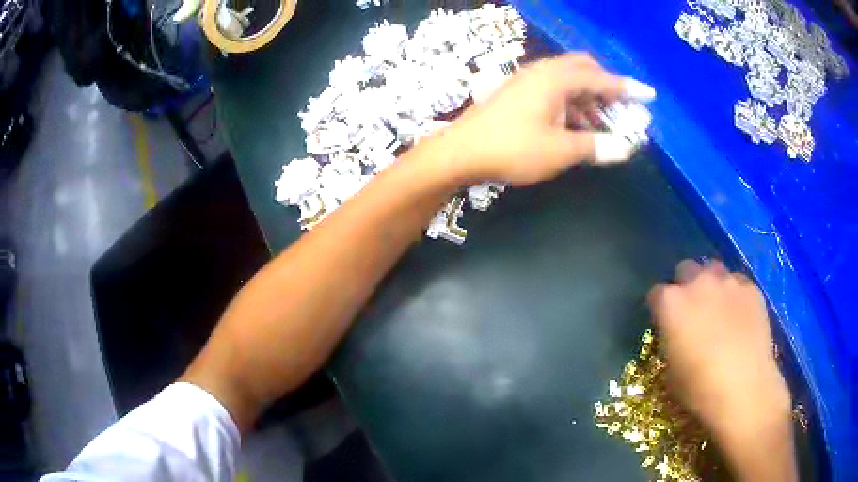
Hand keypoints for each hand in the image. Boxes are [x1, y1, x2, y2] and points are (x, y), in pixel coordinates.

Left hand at [433, 53, 655, 185]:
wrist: (461, 151)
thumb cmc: (512, 149)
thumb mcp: (559, 151)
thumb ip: (595, 146)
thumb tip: (627, 149)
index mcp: (556, 79)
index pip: (601, 80)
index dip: (627, 89)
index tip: (649, 95)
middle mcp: (543, 72)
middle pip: (584, 70)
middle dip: (607, 88)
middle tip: (622, 109)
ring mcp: (527, 80)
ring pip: (568, 81)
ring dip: (589, 99)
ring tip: (604, 125)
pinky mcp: (517, 92)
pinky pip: (553, 90)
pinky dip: (571, 104)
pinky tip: (577, 125)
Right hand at [647, 260, 790, 441]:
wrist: (744, 390)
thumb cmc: (699, 389)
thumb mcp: (671, 372)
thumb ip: (671, 343)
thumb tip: (678, 337)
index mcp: (671, 304)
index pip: (656, 294)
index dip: (659, 309)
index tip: (664, 323)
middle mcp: (698, 283)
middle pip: (686, 269)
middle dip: (685, 285)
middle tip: (692, 310)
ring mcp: (728, 282)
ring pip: (714, 270)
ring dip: (711, 284)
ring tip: (718, 307)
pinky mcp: (751, 289)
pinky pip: (739, 283)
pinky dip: (736, 295)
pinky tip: (740, 316)